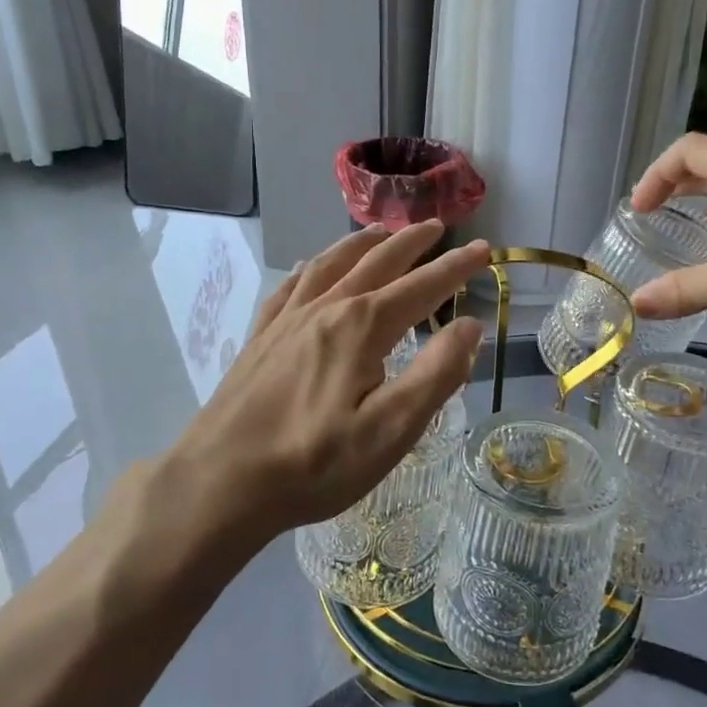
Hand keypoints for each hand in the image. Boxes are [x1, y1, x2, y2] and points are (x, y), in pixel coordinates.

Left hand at [157, 221, 487, 563]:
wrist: (222, 481)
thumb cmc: (314, 462)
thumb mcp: (391, 430)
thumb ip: (436, 374)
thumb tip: (470, 326)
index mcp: (362, 327)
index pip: (422, 287)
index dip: (456, 268)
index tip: (485, 249)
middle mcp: (326, 309)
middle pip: (376, 262)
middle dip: (411, 242)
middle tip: (437, 226)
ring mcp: (287, 320)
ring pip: (331, 264)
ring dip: (362, 244)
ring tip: (381, 232)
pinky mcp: (261, 338)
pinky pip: (290, 286)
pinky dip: (310, 268)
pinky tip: (308, 267)